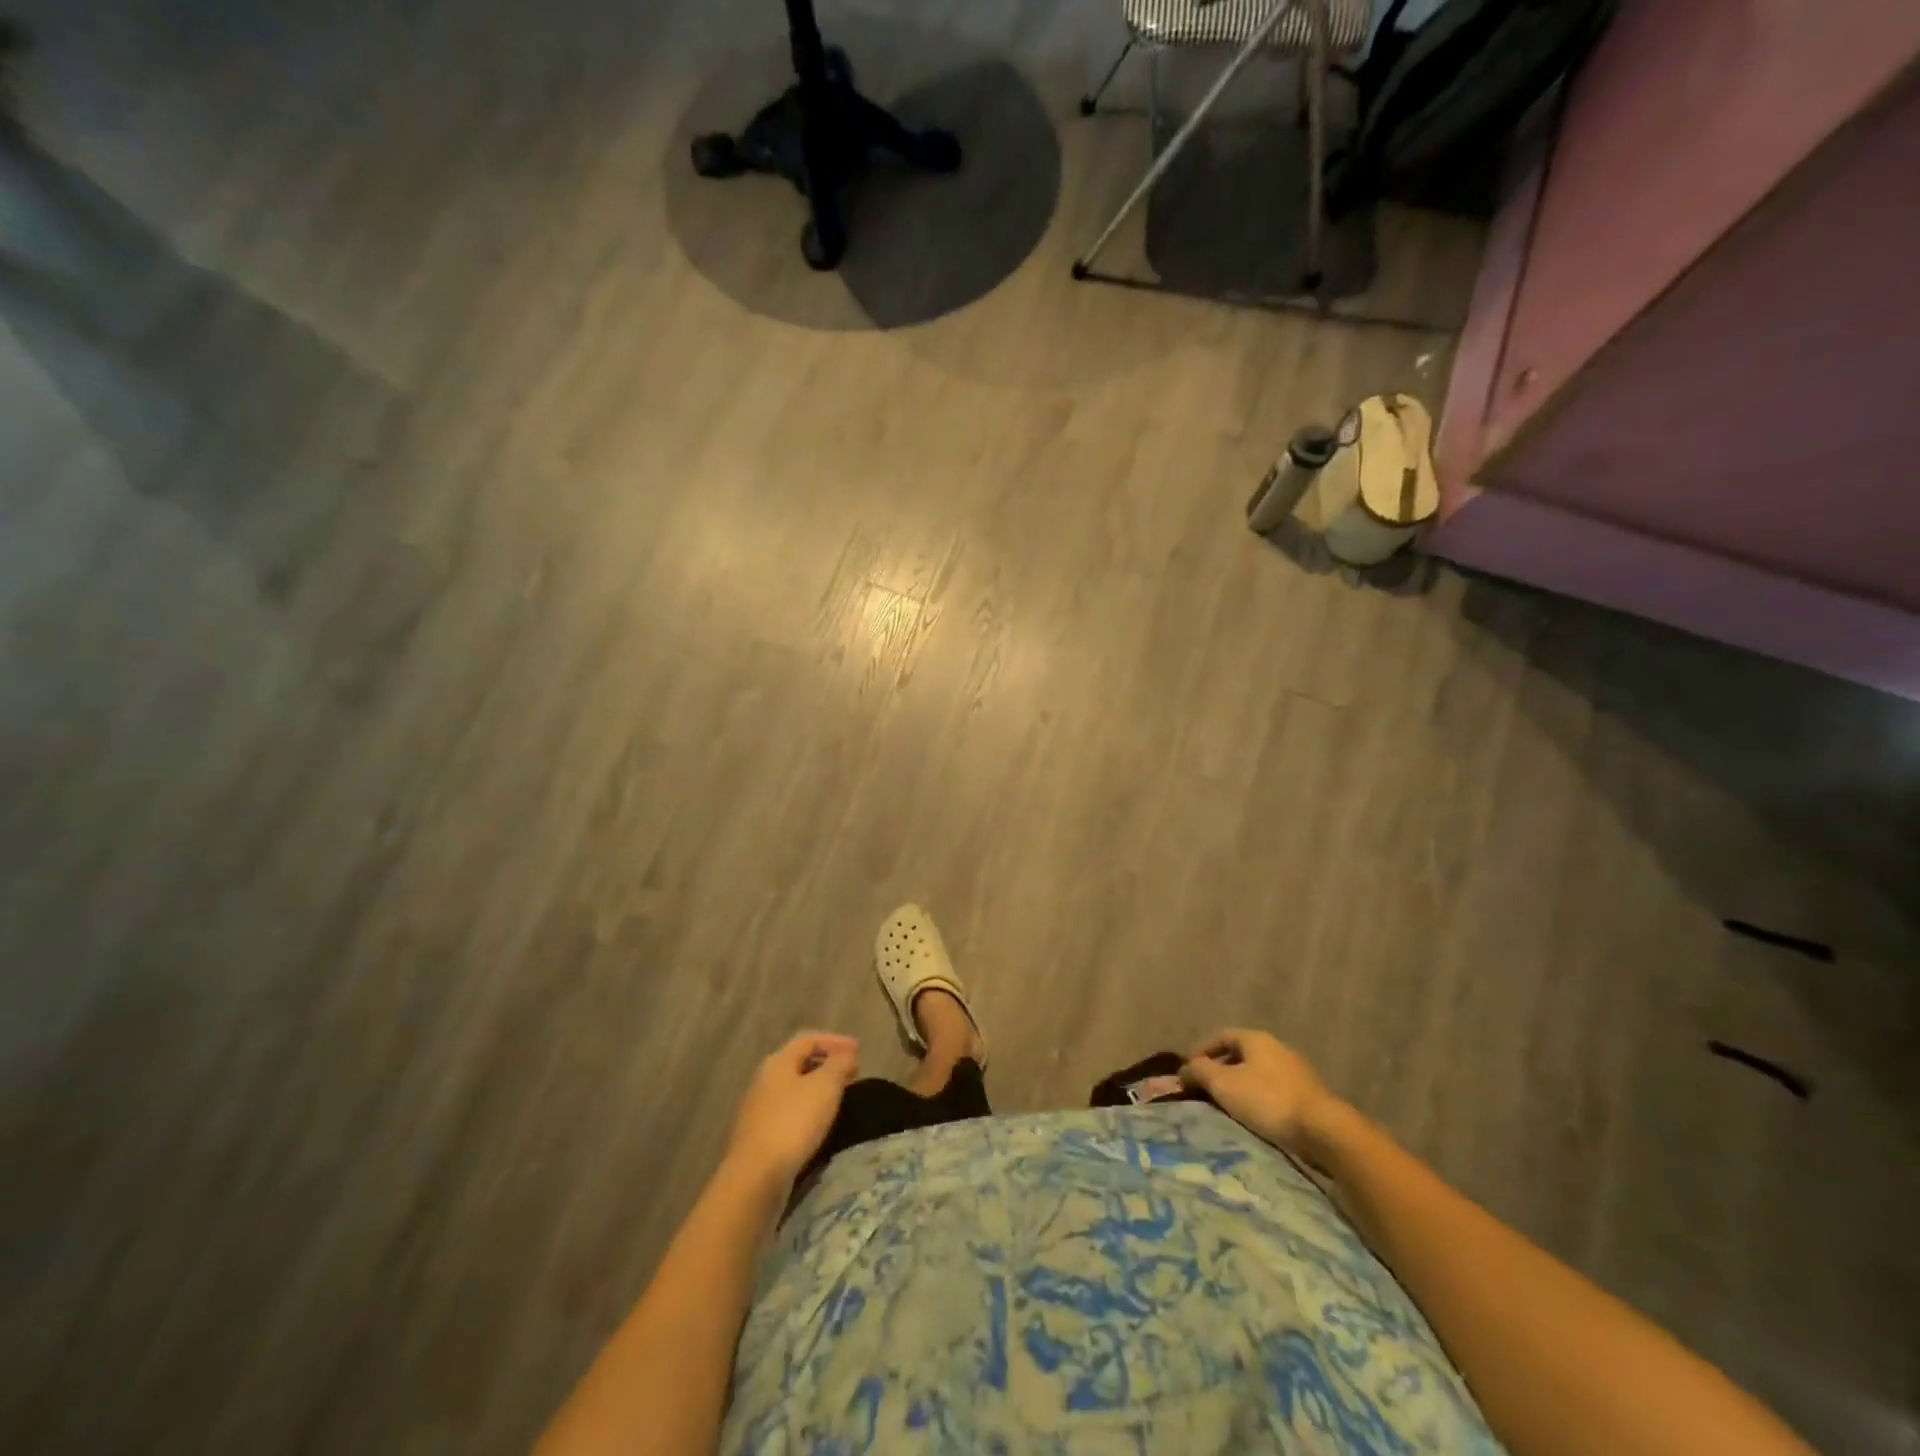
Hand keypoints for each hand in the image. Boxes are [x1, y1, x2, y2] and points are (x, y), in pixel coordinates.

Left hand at [724, 1031, 859, 1184]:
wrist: (755, 1177)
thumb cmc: (793, 1122)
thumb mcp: (825, 1086)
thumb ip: (839, 1064)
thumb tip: (847, 1055)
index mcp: (778, 1062)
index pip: (808, 1039)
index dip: (835, 1041)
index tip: (859, 1051)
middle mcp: (764, 1080)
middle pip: (799, 1062)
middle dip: (827, 1064)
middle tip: (852, 1073)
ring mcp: (758, 1109)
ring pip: (793, 1088)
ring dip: (818, 1088)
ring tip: (839, 1097)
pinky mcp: (758, 1136)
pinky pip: (788, 1112)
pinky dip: (808, 1109)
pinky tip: (819, 1123)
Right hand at [1181, 1029, 1337, 1154]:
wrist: (1323, 1130)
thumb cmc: (1267, 1100)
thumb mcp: (1223, 1084)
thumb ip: (1199, 1071)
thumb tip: (1184, 1069)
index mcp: (1255, 1039)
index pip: (1221, 1036)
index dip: (1202, 1051)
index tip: (1190, 1072)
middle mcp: (1276, 1048)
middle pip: (1240, 1054)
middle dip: (1220, 1070)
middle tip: (1207, 1090)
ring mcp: (1296, 1071)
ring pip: (1258, 1073)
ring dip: (1240, 1086)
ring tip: (1228, 1107)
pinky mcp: (1309, 1095)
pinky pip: (1274, 1090)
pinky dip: (1259, 1099)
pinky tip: (1255, 1118)